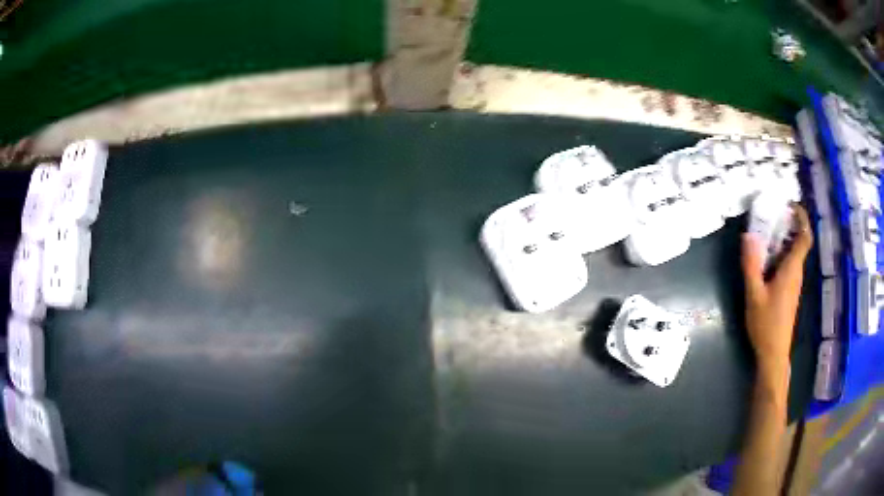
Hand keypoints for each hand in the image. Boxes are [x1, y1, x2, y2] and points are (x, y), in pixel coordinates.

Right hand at [741, 205, 812, 380]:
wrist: (773, 354)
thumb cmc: (766, 324)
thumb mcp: (754, 294)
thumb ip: (751, 265)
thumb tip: (748, 235)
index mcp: (792, 269)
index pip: (805, 237)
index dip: (802, 218)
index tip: (791, 205)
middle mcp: (796, 273)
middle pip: (799, 242)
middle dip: (788, 225)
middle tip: (771, 214)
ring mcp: (794, 283)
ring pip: (793, 253)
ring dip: (783, 239)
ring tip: (765, 232)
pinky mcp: (789, 291)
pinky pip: (788, 264)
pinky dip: (780, 253)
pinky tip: (765, 258)